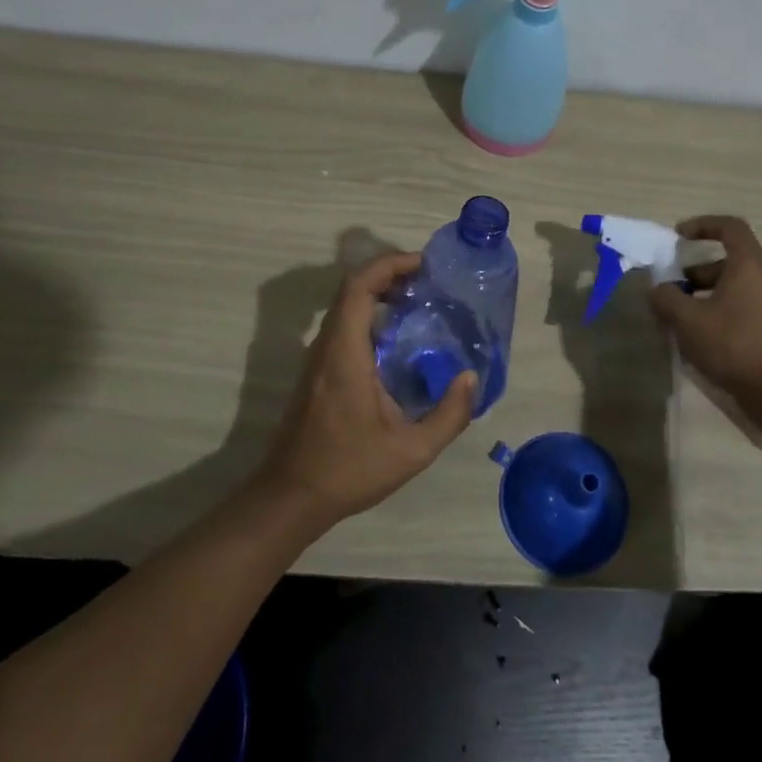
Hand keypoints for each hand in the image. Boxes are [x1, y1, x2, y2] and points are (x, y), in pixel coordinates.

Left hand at [259, 252, 474, 526]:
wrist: (291, 497)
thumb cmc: (349, 469)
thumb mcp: (412, 451)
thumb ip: (448, 415)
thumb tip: (470, 378)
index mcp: (345, 353)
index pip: (358, 287)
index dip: (388, 265)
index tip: (422, 265)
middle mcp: (327, 347)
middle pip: (351, 289)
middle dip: (388, 274)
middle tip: (427, 281)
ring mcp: (318, 359)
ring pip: (344, 307)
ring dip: (378, 293)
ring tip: (417, 302)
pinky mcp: (317, 372)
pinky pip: (342, 326)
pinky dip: (369, 315)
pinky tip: (396, 338)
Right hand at [649, 216, 761, 413]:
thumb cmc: (735, 344)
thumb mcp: (688, 319)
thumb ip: (666, 298)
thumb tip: (658, 290)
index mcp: (748, 265)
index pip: (729, 227)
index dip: (702, 225)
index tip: (677, 237)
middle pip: (726, 261)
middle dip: (694, 271)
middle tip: (671, 288)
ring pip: (730, 289)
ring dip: (701, 296)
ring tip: (677, 319)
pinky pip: (737, 311)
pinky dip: (714, 315)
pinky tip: (696, 341)